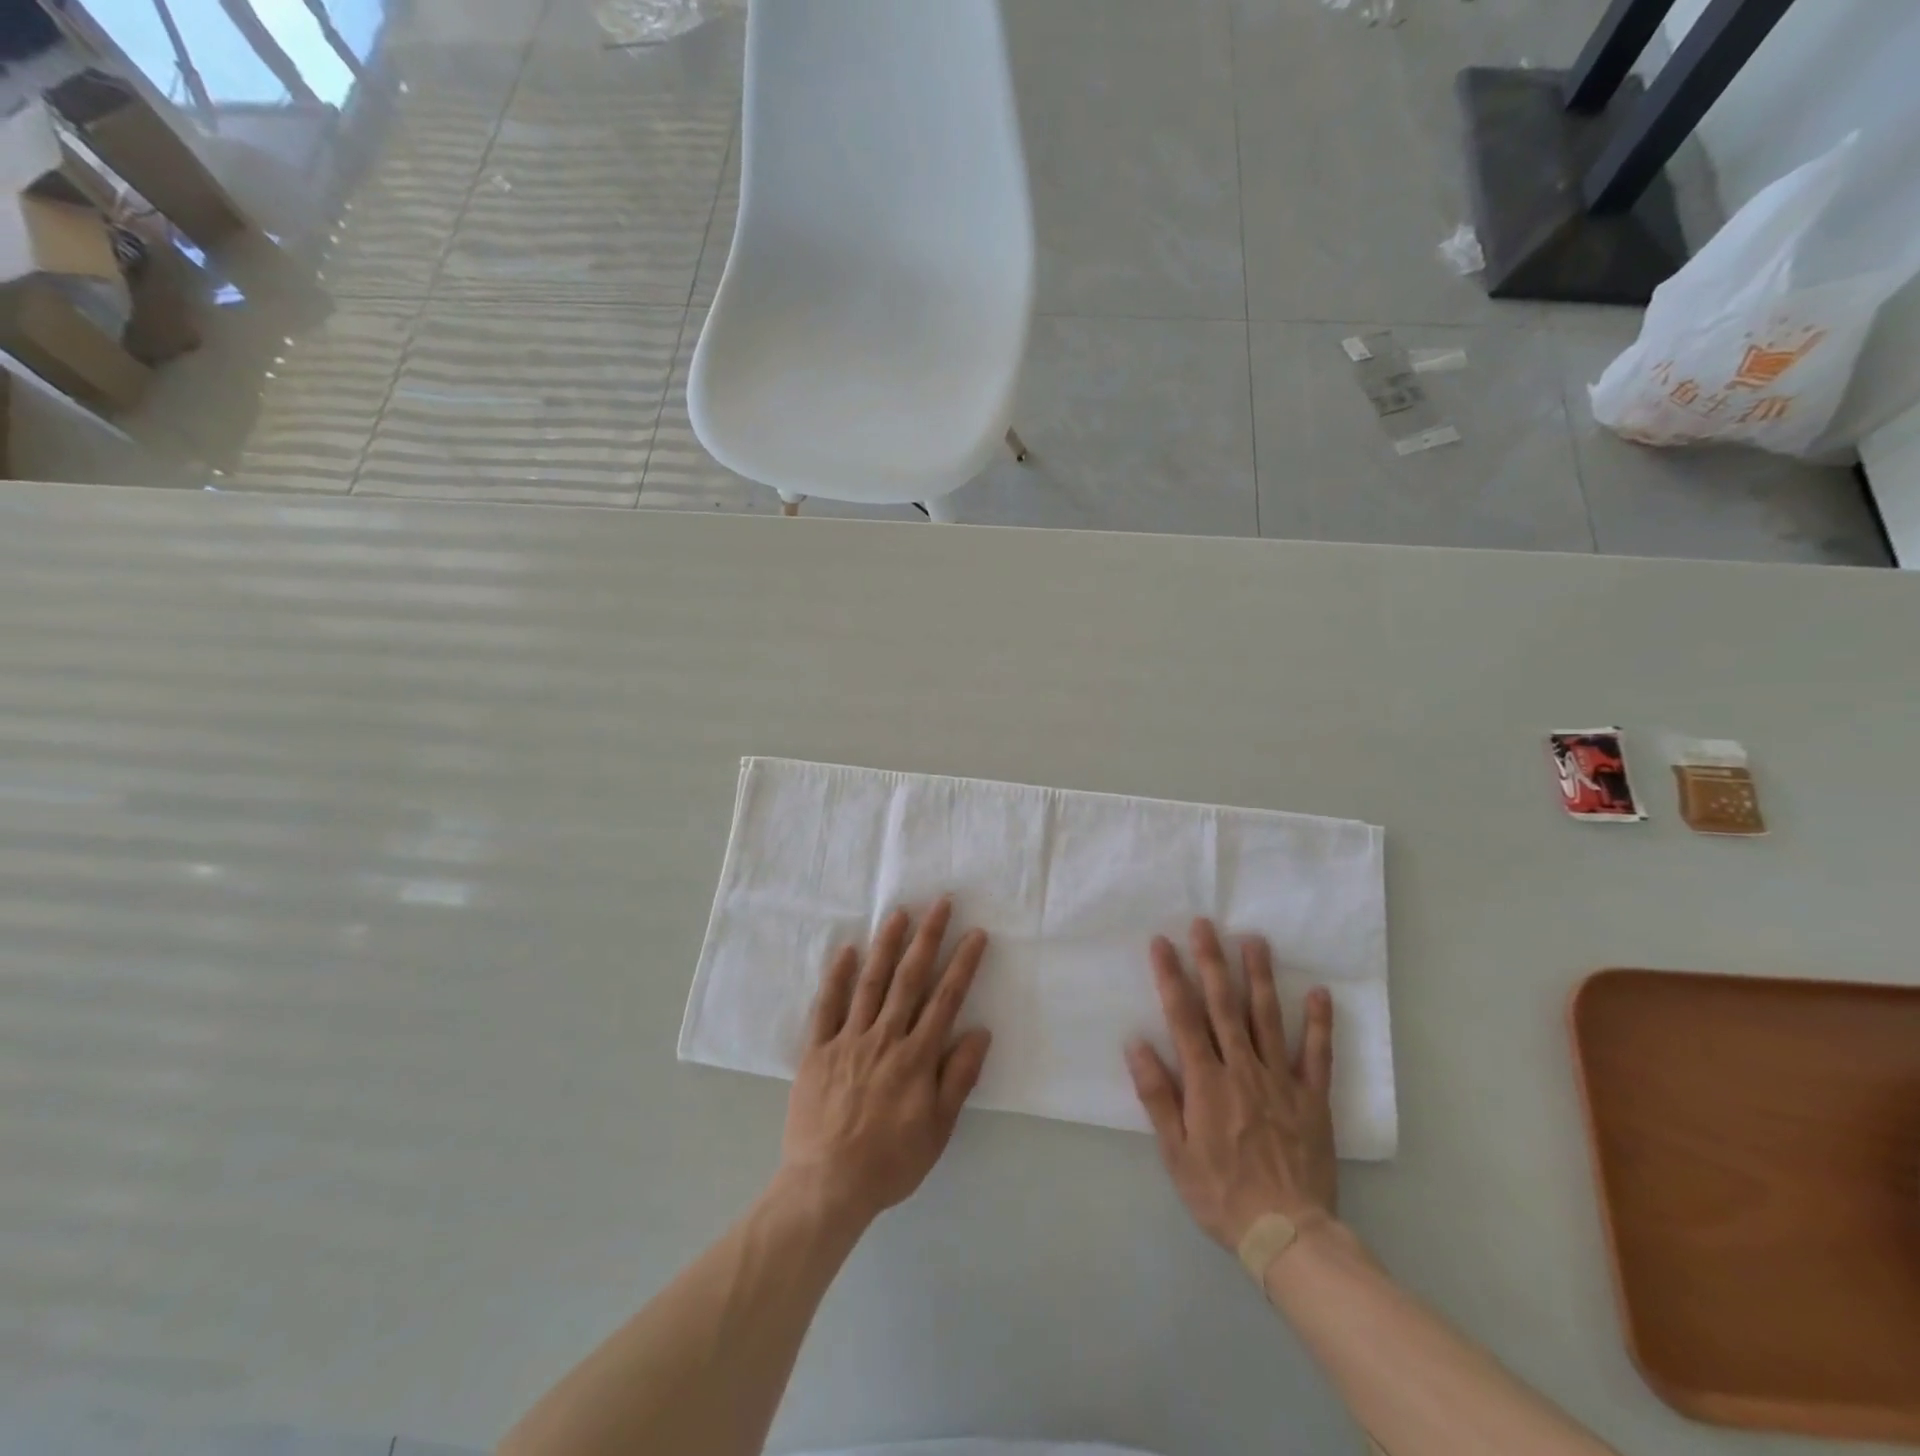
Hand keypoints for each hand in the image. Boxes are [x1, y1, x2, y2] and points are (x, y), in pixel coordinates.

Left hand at [780, 897, 992, 1226]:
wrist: (827, 1186)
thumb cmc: (890, 1162)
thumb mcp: (938, 1130)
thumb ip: (958, 1078)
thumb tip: (980, 1032)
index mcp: (916, 1057)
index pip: (946, 1000)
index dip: (963, 964)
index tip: (975, 933)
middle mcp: (885, 1038)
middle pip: (910, 979)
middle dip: (928, 938)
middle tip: (940, 903)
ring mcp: (848, 1040)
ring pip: (871, 983)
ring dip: (886, 945)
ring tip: (899, 913)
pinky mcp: (817, 1050)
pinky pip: (827, 1006)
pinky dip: (836, 977)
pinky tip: (846, 950)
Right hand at [1125, 918, 1336, 1248]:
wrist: (1287, 1234)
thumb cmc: (1221, 1193)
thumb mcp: (1175, 1152)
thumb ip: (1157, 1096)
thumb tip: (1136, 1045)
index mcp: (1206, 1082)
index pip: (1183, 1017)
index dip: (1171, 976)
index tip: (1162, 943)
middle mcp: (1242, 1069)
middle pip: (1224, 1006)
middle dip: (1212, 961)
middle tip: (1205, 925)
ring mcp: (1281, 1080)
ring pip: (1267, 1018)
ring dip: (1259, 977)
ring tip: (1254, 940)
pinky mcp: (1312, 1098)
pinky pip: (1316, 1054)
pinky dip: (1318, 1023)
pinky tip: (1318, 993)